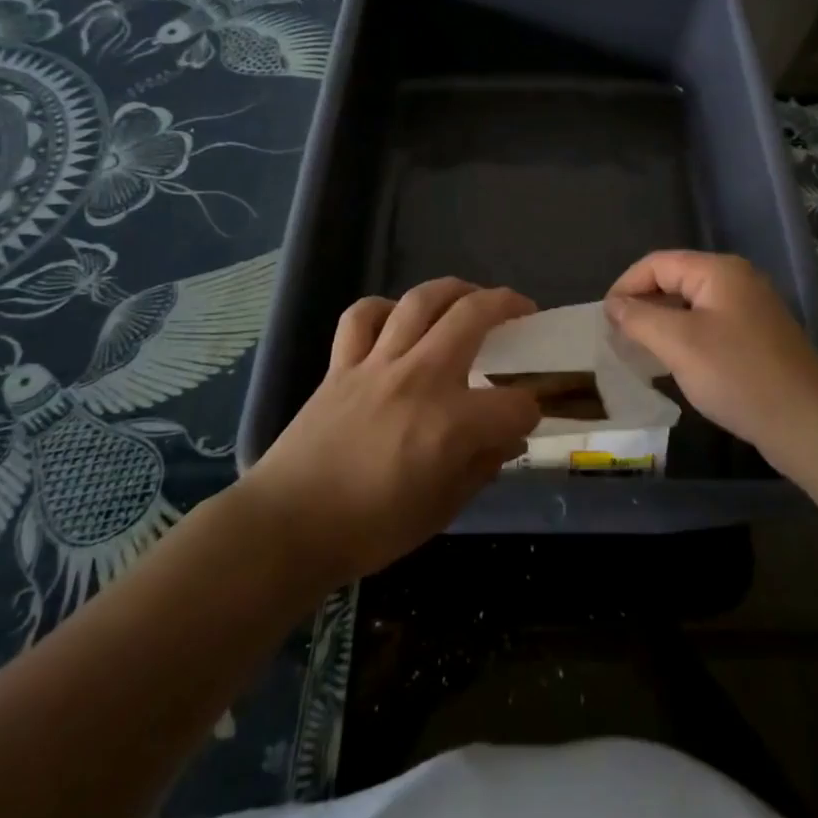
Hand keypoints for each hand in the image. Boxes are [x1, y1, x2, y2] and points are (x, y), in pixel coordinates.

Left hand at [240, 278, 539, 587]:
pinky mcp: (342, 364)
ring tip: (470, 296)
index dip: (529, 411)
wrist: (288, 526)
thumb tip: (507, 440)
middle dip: (509, 306)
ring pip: (421, 300)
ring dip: (455, 289)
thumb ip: (481, 467)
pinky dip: (383, 309)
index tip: (524, 419)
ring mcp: (378, 364)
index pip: (515, 404)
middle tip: (522, 311)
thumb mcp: (441, 510)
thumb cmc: (370, 529)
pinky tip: (397, 319)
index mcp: (451, 424)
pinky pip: (362, 316)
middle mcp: (420, 379)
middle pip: (474, 316)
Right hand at [605, 251, 817, 473]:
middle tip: (617, 337)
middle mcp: (736, 280)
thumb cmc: (737, 375)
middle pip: (675, 280)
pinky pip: (709, 325)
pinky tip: (673, 363)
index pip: (657, 263)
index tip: (604, 320)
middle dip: (642, 305)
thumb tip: (614, 305)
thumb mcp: (679, 344)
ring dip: (661, 323)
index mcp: (718, 270)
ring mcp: (750, 308)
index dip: (626, 286)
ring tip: (638, 351)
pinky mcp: (756, 336)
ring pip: (691, 305)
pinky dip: (684, 338)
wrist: (806, 422)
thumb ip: (640, 318)